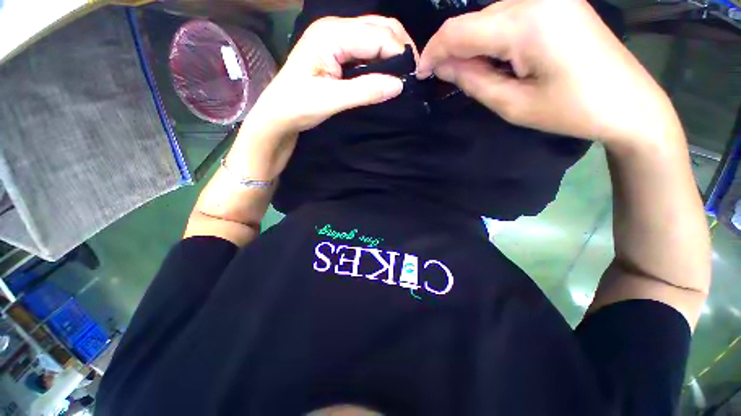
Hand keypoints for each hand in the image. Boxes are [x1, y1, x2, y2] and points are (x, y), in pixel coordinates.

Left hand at [251, 16, 416, 134]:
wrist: (278, 114)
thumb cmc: (298, 106)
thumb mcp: (331, 100)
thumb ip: (365, 90)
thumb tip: (400, 85)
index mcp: (331, 34)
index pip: (377, 36)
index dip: (399, 53)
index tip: (414, 77)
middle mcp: (335, 28)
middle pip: (379, 27)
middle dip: (400, 47)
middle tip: (412, 75)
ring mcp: (336, 38)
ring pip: (375, 35)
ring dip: (393, 52)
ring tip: (404, 74)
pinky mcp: (337, 51)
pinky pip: (367, 48)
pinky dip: (382, 58)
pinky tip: (388, 72)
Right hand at [417, 0, 679, 147]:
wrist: (629, 103)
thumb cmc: (571, 110)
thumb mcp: (512, 105)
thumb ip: (473, 80)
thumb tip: (442, 66)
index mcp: (526, 22)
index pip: (459, 31)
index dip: (433, 52)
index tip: (421, 74)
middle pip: (472, 20)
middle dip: (452, 50)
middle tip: (445, 79)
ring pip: (487, 16)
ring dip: (471, 45)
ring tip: (473, 74)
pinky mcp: (556, 2)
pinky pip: (508, 15)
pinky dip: (491, 37)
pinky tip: (496, 59)